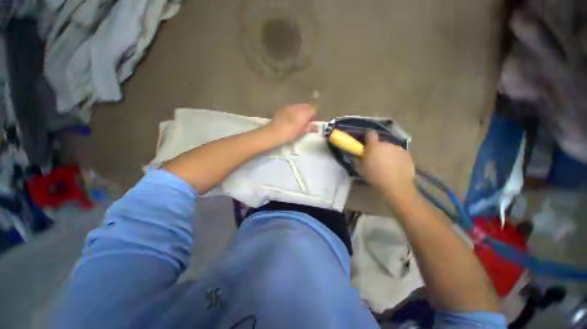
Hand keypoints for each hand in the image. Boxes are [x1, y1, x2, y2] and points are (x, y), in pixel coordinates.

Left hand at [267, 104, 315, 143]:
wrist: (274, 132)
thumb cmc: (290, 133)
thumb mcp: (302, 132)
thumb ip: (309, 127)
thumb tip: (314, 126)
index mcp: (304, 112)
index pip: (313, 110)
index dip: (313, 116)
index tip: (312, 122)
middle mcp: (298, 107)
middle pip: (306, 106)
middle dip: (307, 112)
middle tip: (306, 121)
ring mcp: (289, 106)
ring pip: (298, 106)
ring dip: (300, 112)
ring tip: (297, 121)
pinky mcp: (282, 108)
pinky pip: (291, 108)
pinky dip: (293, 112)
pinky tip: (289, 119)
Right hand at [360, 131, 416, 203]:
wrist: (396, 186)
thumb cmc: (374, 177)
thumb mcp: (360, 168)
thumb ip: (359, 158)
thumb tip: (358, 154)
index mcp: (374, 146)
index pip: (370, 134)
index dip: (368, 138)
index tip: (366, 145)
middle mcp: (387, 144)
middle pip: (381, 143)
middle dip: (378, 149)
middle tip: (376, 160)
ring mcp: (399, 149)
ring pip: (391, 149)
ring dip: (388, 154)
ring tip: (387, 166)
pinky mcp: (408, 155)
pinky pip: (399, 154)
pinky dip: (397, 158)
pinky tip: (396, 168)